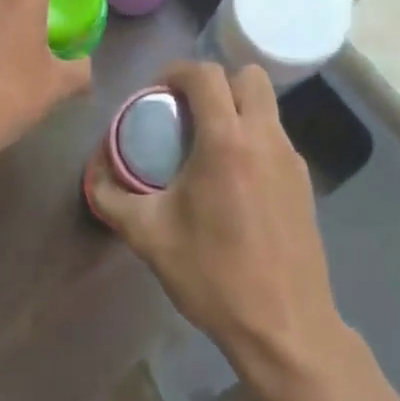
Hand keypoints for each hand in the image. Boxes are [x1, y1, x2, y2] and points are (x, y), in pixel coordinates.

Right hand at [86, 61, 338, 377]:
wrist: (284, 328)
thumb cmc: (213, 276)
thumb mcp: (149, 236)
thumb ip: (113, 198)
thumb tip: (95, 173)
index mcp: (226, 141)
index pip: (205, 75)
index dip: (176, 71)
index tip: (155, 93)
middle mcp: (265, 138)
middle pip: (248, 76)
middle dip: (215, 82)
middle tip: (186, 111)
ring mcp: (292, 160)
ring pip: (266, 106)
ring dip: (235, 109)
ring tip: (205, 146)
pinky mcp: (305, 183)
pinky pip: (275, 138)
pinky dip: (252, 138)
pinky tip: (233, 180)